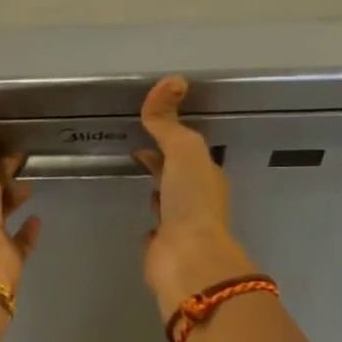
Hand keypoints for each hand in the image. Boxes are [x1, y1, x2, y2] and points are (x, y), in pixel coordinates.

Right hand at [135, 77, 259, 318]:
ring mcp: (181, 226)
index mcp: (206, 176)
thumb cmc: (191, 201)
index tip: (144, 129)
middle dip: (160, 163)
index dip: (168, 138)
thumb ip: (169, 122)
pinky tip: (141, 220)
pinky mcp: (164, 249)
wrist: (188, 259)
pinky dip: (150, 220)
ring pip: (167, 201)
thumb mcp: (183, 150)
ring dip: (156, 190)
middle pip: (177, 175)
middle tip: (134, 152)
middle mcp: (197, 200)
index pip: (186, 150)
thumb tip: (171, 81)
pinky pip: (156, 229)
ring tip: (135, 178)